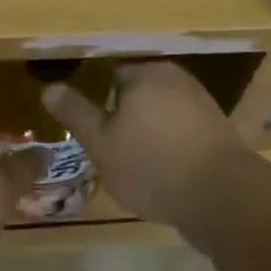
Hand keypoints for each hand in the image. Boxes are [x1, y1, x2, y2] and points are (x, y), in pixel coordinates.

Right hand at [42, 61, 248, 227]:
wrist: (221, 197)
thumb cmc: (152, 166)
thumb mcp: (101, 144)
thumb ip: (76, 113)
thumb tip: (49, 87)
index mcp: (145, 74)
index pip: (110, 76)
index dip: (97, 103)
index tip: (90, 130)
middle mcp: (176, 78)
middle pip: (137, 93)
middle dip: (123, 117)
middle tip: (108, 150)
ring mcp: (201, 103)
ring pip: (160, 113)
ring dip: (147, 132)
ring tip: (133, 164)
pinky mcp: (217, 129)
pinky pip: (181, 130)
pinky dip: (169, 143)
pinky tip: (162, 169)